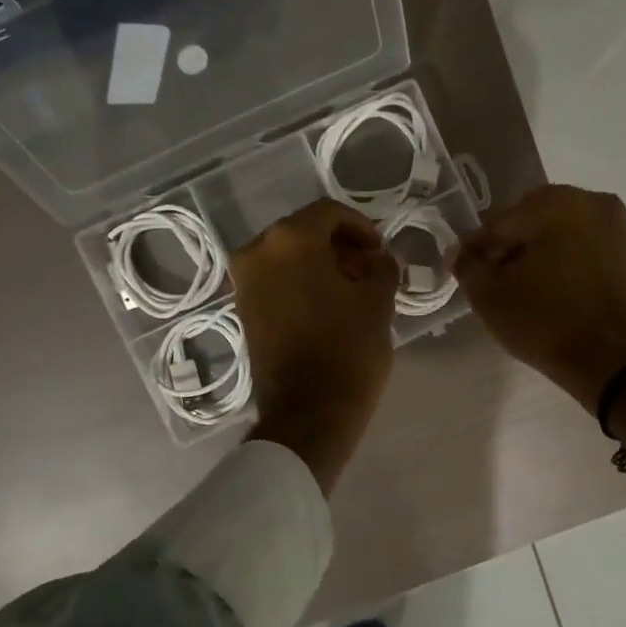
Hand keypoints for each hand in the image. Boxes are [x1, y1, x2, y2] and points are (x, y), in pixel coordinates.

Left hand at [231, 198, 398, 491]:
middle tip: (368, 268)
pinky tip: (328, 303)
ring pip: (288, 255)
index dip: (361, 226)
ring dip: (320, 263)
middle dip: (339, 244)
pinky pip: (276, 278)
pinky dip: (301, 281)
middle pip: (305, 231)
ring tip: (352, 288)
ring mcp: (245, 281)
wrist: (307, 413)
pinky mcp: (243, 308)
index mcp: (290, 240)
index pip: (330, 212)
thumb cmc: (347, 350)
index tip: (380, 249)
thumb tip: (377, 257)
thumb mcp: (378, 301)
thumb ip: (381, 265)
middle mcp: (258, 251)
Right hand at [453, 184, 625, 411]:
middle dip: (510, 248)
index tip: (464, 271)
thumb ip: (467, 265)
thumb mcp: (489, 296)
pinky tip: (551, 292)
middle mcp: (593, 203)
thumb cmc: (546, 322)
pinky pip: (585, 251)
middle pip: (532, 222)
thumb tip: (461, 253)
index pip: (500, 222)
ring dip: (538, 255)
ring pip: (561, 235)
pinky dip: (565, 264)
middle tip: (492, 281)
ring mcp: (619, 229)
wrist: (614, 364)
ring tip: (521, 290)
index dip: (478, 249)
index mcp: (557, 203)